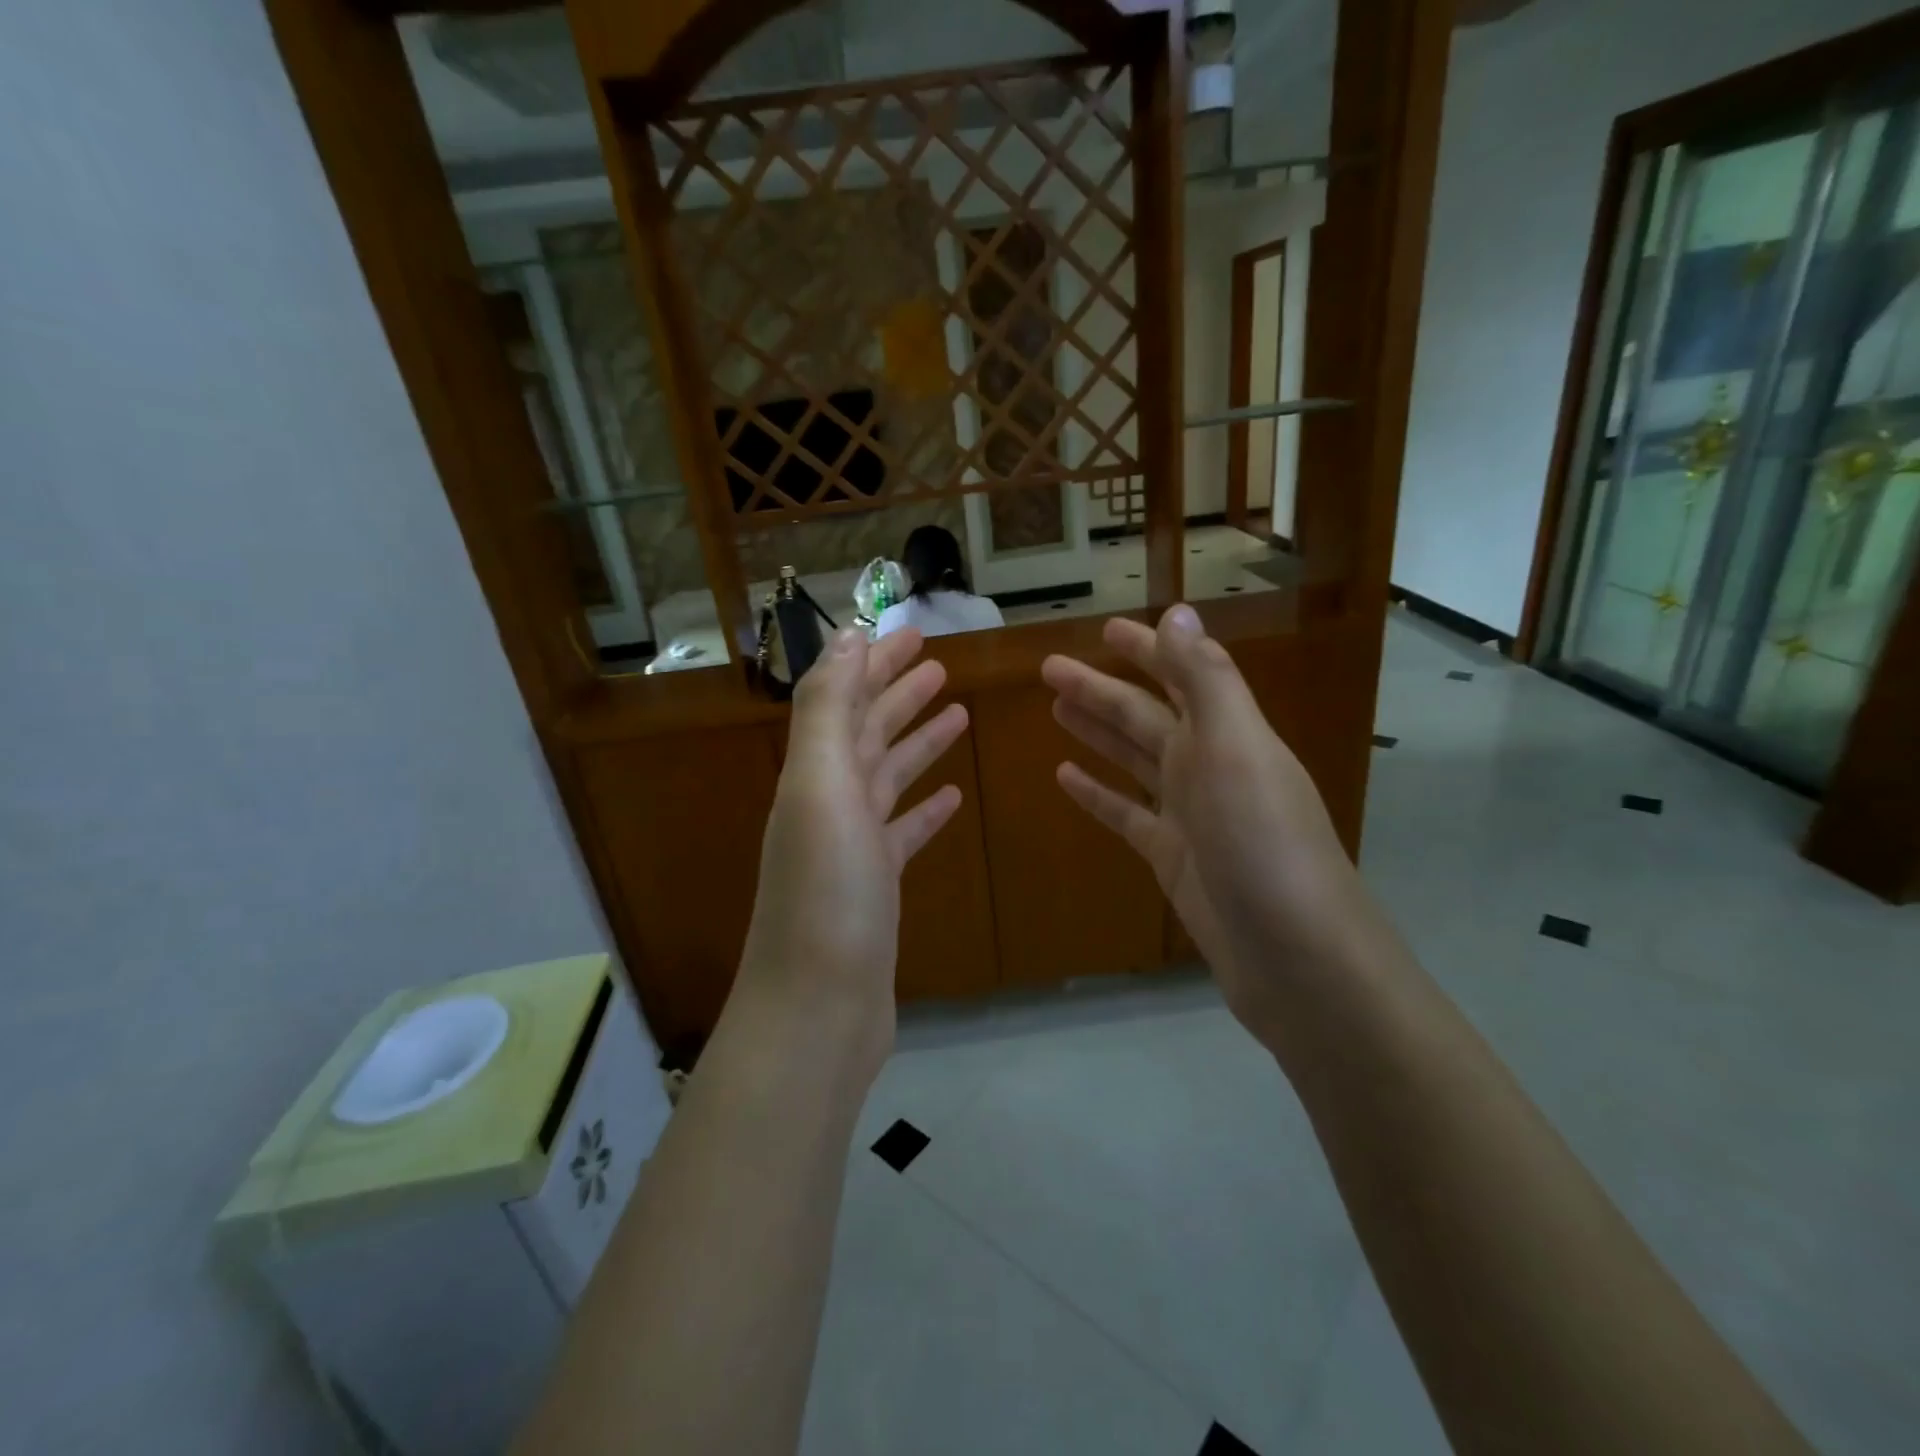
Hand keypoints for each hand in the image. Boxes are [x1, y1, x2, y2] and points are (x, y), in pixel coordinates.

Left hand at [738, 627, 968, 1062]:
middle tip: (940, 662)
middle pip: (866, 732)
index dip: (872, 662)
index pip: (842, 699)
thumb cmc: (826, 895)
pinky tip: (952, 798)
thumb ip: (827, 711)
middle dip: (897, 692)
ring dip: (916, 742)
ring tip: (956, 713)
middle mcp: (827, 803)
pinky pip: (903, 833)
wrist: (818, 1011)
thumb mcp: (821, 789)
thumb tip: (844, 639)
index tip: (910, 633)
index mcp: (813, 774)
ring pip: (887, 777)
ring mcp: (852, 848)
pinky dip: (924, 809)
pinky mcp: (876, 887)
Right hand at [1041, 605, 1371, 1044]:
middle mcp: (1209, 766)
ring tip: (1055, 710)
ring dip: (1097, 732)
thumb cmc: (1263, 843)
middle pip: (1145, 716)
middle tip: (1049, 670)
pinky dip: (1097, 793)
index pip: (1182, 674)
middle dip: (1100, 689)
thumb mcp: (1236, 748)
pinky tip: (1065, 777)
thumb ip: (1206, 678)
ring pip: (1132, 759)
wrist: (1295, 956)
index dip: (1147, 649)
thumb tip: (1178, 609)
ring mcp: (1190, 815)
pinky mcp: (1172, 858)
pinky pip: (1126, 813)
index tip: (1104, 629)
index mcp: (1227, 733)